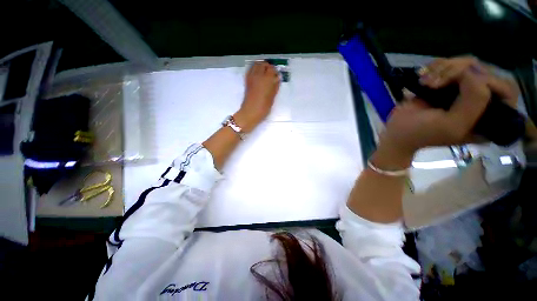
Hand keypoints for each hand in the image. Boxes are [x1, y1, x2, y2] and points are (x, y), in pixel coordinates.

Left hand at [234, 61, 279, 131]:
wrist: (250, 112)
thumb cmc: (263, 107)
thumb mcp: (272, 97)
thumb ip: (275, 86)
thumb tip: (277, 78)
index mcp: (267, 79)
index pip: (272, 69)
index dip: (275, 71)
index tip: (277, 75)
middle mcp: (258, 75)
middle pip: (263, 64)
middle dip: (268, 67)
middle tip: (271, 73)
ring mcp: (251, 77)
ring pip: (256, 65)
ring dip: (261, 66)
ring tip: (264, 73)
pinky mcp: (247, 81)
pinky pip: (250, 70)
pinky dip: (255, 69)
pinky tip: (258, 76)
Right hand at [378, 57, 518, 165]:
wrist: (396, 132)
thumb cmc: (421, 133)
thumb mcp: (452, 125)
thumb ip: (473, 101)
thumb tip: (471, 73)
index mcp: (489, 118)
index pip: (505, 89)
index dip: (487, 81)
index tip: (458, 85)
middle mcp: (481, 101)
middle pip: (486, 71)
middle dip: (459, 71)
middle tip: (434, 83)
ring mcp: (462, 90)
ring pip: (467, 64)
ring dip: (444, 68)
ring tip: (425, 81)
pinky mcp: (446, 84)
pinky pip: (450, 64)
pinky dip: (436, 66)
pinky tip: (423, 75)